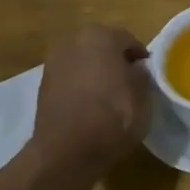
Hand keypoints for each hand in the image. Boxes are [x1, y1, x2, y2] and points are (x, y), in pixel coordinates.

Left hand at [30, 24, 151, 172]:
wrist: (66, 152)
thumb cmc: (113, 117)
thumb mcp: (143, 95)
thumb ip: (142, 74)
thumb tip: (135, 69)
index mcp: (101, 36)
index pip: (128, 40)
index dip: (140, 56)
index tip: (148, 72)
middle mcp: (73, 41)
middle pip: (102, 46)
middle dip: (115, 59)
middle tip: (129, 80)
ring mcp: (54, 63)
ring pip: (83, 61)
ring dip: (95, 71)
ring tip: (109, 94)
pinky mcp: (42, 85)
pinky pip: (70, 78)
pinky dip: (80, 85)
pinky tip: (90, 104)